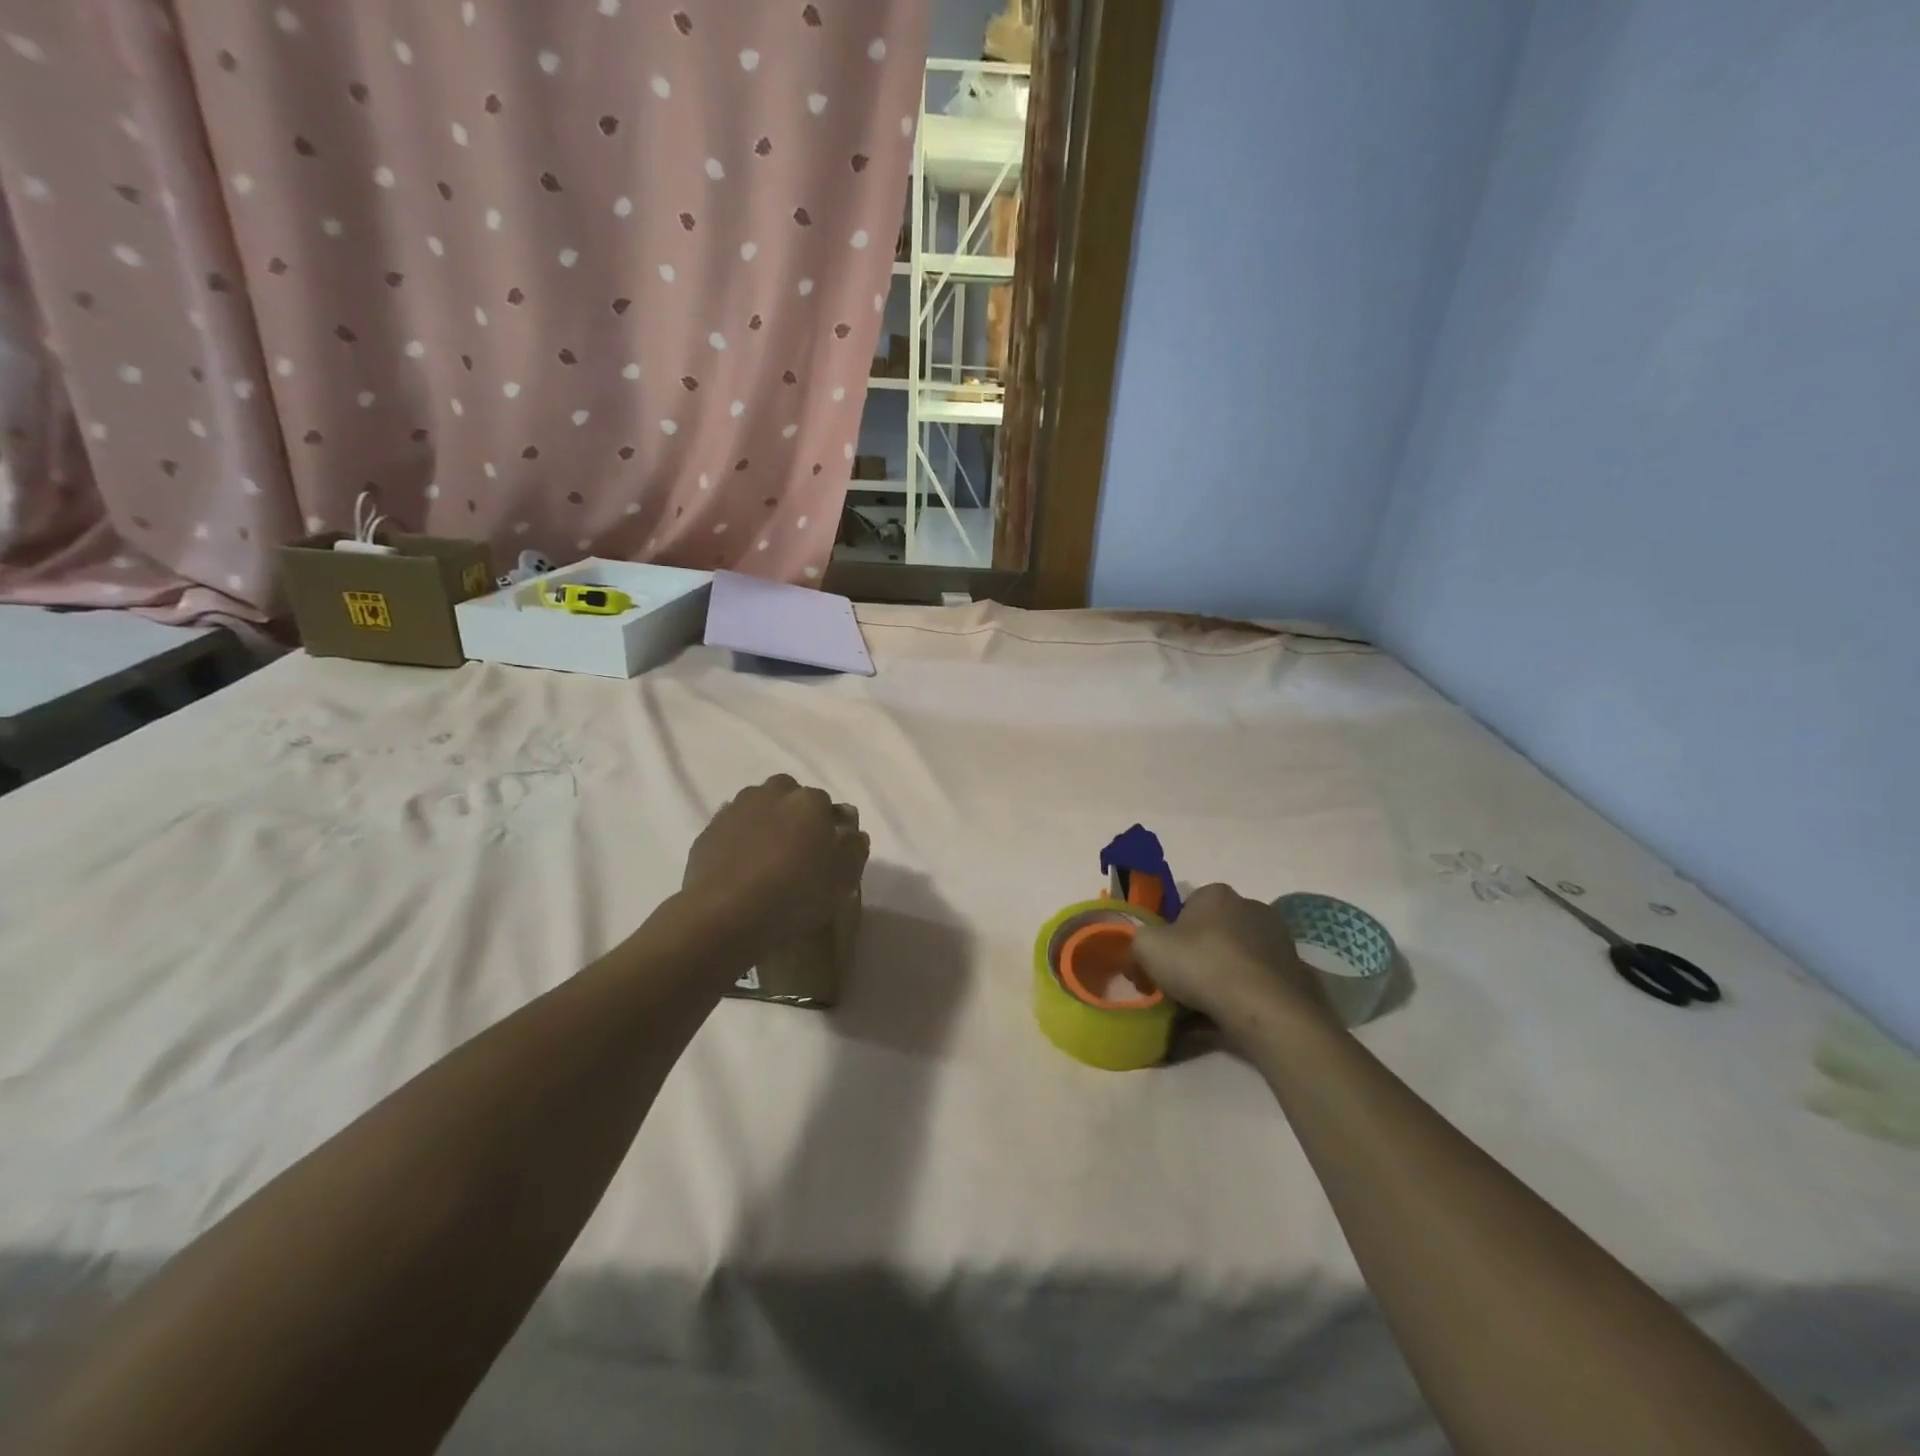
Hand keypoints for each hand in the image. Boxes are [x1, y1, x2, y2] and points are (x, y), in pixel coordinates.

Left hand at [682, 775, 869, 954]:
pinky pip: (733, 827)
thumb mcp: (841, 882)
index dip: (829, 828)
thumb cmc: (794, 897)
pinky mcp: (709, 829)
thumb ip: (854, 850)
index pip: (827, 805)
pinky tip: (741, 868)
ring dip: (766, 822)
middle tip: (796, 851)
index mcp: (810, 802)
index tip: (826, 853)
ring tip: (766, 859)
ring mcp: (736, 808)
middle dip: (795, 815)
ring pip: (759, 806)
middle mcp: (773, 794)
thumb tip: (853, 833)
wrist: (724, 915)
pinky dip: (740, 839)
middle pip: (790, 795)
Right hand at [1131, 884, 1340, 1044]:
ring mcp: (1278, 941)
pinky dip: (1242, 1000)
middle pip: (1213, 934)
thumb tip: (1138, 958)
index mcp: (1216, 894)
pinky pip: (1256, 985)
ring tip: (1201, 1013)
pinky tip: (1227, 1023)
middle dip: (1196, 958)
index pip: (1186, 907)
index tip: (1161, 962)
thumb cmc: (1201, 964)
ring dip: (1219, 981)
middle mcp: (1251, 908)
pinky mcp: (1296, 974)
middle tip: (1178, 988)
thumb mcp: (1146, 947)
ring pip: (1235, 961)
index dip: (1169, 935)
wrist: (1265, 1010)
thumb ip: (1136, 944)